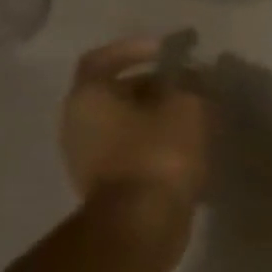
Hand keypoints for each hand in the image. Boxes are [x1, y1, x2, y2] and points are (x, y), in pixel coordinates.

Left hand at [59, 37, 209, 212]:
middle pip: (115, 92)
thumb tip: (190, 78)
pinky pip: (131, 150)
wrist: (141, 221)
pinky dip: (156, 142)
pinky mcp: (106, 183)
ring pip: (125, 123)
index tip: (168, 51)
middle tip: (191, 86)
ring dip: (156, 116)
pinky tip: (186, 147)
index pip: (103, 60)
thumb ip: (190, 85)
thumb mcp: (187, 107)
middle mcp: (77, 123)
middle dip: (154, 86)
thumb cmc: (159, 153)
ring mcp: (87, 156)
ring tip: (194, 117)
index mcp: (88, 97)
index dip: (135, 50)